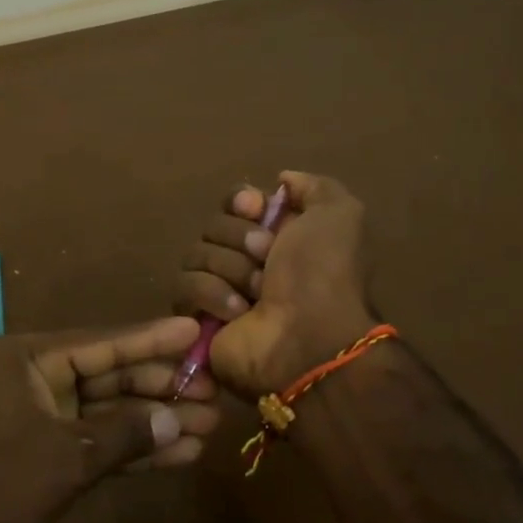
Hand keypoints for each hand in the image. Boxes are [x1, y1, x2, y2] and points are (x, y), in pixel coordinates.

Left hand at [0, 317, 219, 522]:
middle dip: (160, 387)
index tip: (194, 329)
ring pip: (110, 412)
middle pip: (110, 376)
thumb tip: (177, 418)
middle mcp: (37, 379)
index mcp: (29, 359)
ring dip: (156, 421)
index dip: (151, 339)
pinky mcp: (50, 456)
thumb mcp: (65, 457)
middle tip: (213, 389)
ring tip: (209, 425)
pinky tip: (180, 454)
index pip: (101, 343)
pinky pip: (101, 443)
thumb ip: (124, 435)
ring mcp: (44, 418)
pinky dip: (136, 450)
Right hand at [175, 171, 374, 399]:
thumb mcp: (339, 215)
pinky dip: (211, 294)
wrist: (309, 341)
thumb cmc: (324, 275)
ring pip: (195, 253)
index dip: (241, 201)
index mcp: (279, 235)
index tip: (255, 210)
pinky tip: (237, 312)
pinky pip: (183, 287)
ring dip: (229, 269)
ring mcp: (221, 289)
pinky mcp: (198, 318)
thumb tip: (281, 181)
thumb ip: (314, 187)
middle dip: (239, 238)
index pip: (236, 201)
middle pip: (214, 225)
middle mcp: (248, 260)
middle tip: (266, 260)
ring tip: (255, 294)